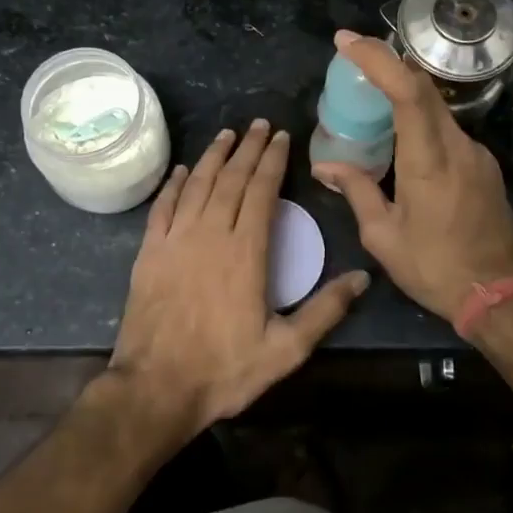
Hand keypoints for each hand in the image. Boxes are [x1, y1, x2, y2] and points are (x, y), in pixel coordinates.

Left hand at [108, 120, 369, 438]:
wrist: (155, 388)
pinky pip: (163, 207)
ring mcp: (176, 240)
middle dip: (248, 148)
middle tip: (259, 124)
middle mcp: (211, 234)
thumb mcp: (285, 349)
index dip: (273, 161)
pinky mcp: (149, 252)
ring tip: (227, 134)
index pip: (262, 191)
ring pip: (198, 185)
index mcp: (246, 251)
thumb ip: (325, 311)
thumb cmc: (224, 369)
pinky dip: (174, 184)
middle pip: (232, 179)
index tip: (281, 138)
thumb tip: (363, 277)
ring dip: (214, 156)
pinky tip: (182, 170)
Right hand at [312, 30, 512, 330]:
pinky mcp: (484, 167)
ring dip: (404, 94)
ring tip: (369, 99)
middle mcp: (458, 147)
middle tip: (351, 57)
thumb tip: (326, 167)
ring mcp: (477, 155)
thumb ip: (356, 191)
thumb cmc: (435, 268)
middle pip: (424, 89)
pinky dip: (420, 120)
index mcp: (429, 160)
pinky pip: (447, 130)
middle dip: (387, 64)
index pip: (407, 91)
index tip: (346, 41)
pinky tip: (400, 139)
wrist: (502, 296)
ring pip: (437, 109)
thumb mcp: (384, 236)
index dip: (377, 59)